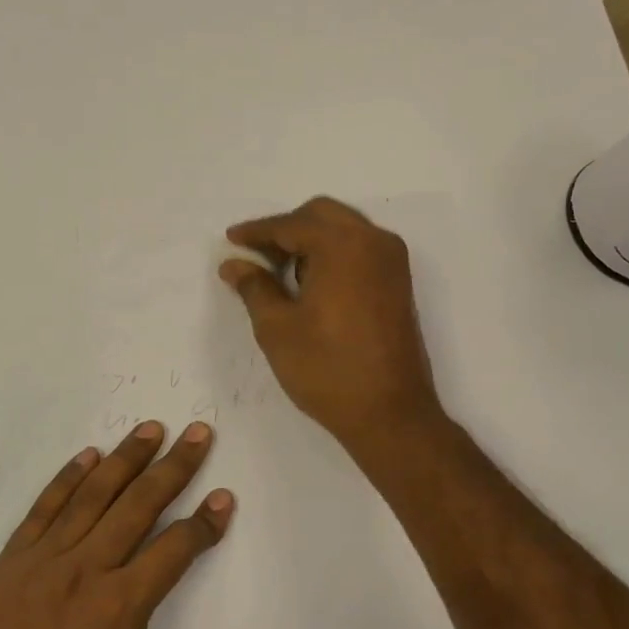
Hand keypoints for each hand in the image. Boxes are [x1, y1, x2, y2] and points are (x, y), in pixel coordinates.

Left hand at [0, 421, 282, 628]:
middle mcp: (86, 569)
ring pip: (92, 496)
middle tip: (197, 432)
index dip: (205, 521)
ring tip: (150, 429)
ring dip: (125, 459)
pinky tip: (87, 455)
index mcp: (123, 604)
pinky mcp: (11, 565)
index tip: (224, 496)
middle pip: (138, 504)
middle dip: (173, 466)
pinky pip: (43, 509)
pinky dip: (67, 479)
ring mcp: (44, 562)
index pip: (176, 546)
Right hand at [220, 196, 443, 450]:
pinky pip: (360, 248)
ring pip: (343, 229)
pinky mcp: (398, 282)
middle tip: (255, 255)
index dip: (256, 231)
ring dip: (310, 239)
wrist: (390, 414)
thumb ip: (254, 286)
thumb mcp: (277, 328)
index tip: (230, 240)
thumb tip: (234, 264)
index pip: (290, 225)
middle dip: (285, 229)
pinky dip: (332, 253)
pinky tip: (310, 281)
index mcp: (342, 245)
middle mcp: (373, 241)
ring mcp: (391, 261)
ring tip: (279, 270)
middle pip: (321, 215)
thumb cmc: (327, 369)